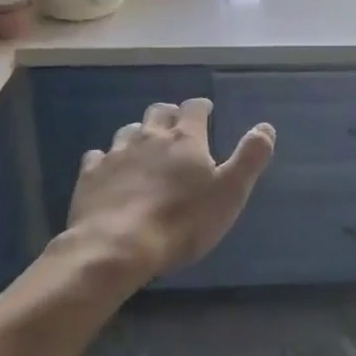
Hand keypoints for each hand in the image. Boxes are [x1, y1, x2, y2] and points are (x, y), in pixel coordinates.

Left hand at [64, 98, 275, 280]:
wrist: (116, 248)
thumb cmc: (182, 221)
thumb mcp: (230, 192)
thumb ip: (250, 157)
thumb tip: (266, 127)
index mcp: (185, 139)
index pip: (194, 108)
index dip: (202, 107)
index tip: (207, 111)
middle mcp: (150, 137)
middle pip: (158, 112)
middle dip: (169, 114)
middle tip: (177, 126)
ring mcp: (116, 154)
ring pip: (127, 131)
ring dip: (139, 134)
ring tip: (145, 148)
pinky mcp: (90, 176)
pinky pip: (97, 157)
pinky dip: (106, 159)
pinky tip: (109, 171)